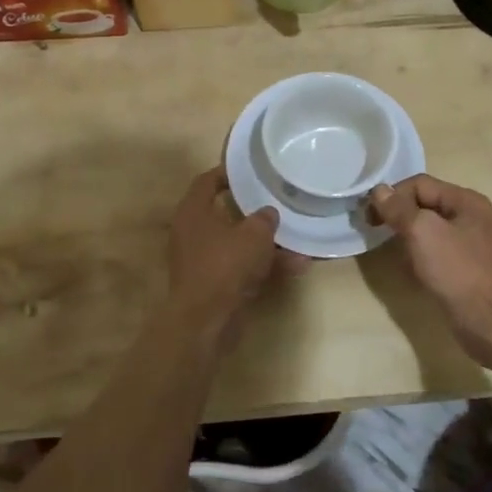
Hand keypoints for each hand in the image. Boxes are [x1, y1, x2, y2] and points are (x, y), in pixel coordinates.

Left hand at [166, 168, 300, 348]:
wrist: (206, 322)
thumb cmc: (225, 265)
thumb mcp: (254, 235)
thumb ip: (264, 219)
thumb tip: (267, 213)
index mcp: (193, 212)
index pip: (206, 182)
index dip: (227, 173)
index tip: (249, 170)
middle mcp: (192, 233)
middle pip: (223, 213)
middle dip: (253, 212)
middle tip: (275, 202)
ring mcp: (201, 261)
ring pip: (237, 244)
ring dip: (266, 244)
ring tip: (299, 241)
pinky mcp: (213, 285)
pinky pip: (241, 267)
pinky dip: (264, 266)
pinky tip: (297, 267)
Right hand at [370, 174, 491, 363]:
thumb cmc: (459, 273)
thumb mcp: (423, 233)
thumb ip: (399, 209)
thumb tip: (379, 189)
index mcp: (466, 201)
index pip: (419, 184)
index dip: (392, 195)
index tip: (369, 218)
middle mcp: (470, 217)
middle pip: (424, 204)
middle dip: (399, 216)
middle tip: (375, 233)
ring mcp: (470, 244)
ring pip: (428, 230)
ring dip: (408, 239)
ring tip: (397, 255)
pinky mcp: (466, 269)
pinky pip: (436, 253)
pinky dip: (420, 258)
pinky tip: (413, 272)